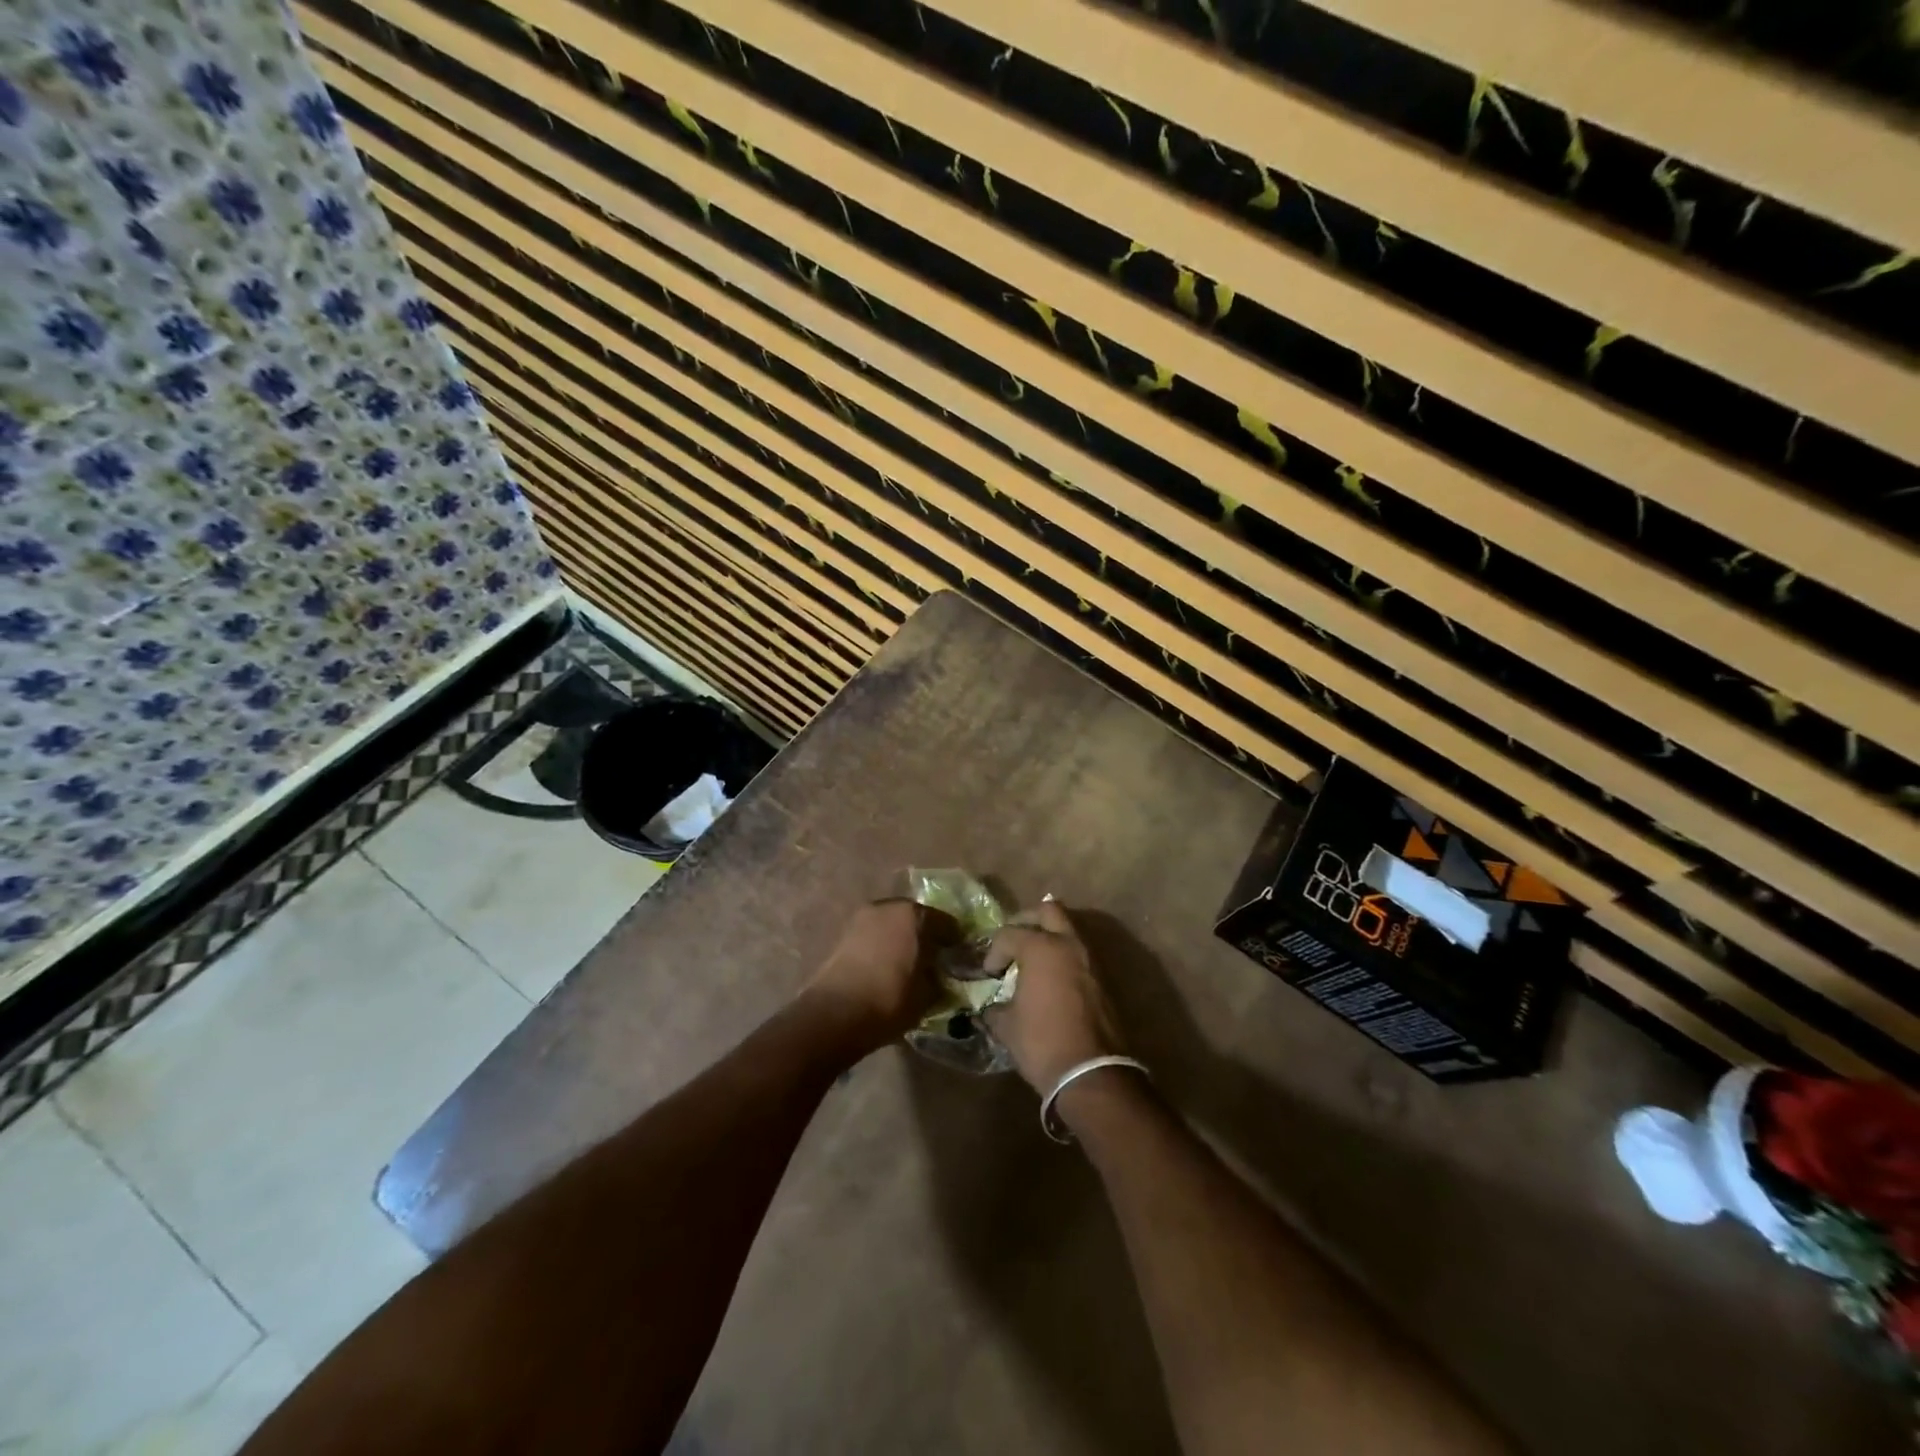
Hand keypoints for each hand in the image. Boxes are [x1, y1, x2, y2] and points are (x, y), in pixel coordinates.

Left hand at [800, 899, 953, 1056]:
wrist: (835, 1014)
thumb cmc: (890, 1000)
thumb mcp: (927, 995)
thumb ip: (939, 979)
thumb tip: (942, 975)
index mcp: (916, 915)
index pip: (947, 924)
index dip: (956, 941)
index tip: (960, 957)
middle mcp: (889, 907)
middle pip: (917, 918)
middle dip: (927, 935)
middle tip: (934, 957)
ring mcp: (863, 917)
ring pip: (893, 924)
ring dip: (902, 938)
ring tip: (908, 963)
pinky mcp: (844, 933)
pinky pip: (874, 934)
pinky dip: (883, 945)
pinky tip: (887, 966)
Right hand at [982, 900, 1125, 1095]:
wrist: (1092, 1073)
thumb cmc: (1042, 1043)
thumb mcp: (1007, 1027)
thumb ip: (994, 1009)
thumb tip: (989, 1009)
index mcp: (1041, 948)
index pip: (1009, 934)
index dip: (993, 951)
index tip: (989, 974)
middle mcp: (1068, 944)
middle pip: (1048, 911)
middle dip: (1028, 921)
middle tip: (1014, 942)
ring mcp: (1090, 960)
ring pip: (1069, 930)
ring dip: (1050, 937)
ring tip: (1033, 960)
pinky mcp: (1104, 979)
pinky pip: (1080, 953)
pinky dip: (1064, 957)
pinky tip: (1051, 979)